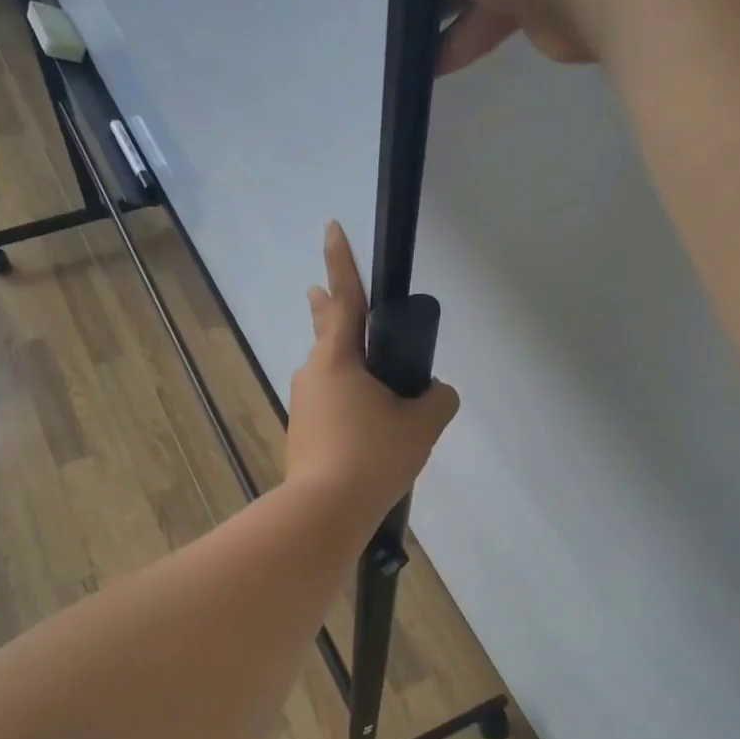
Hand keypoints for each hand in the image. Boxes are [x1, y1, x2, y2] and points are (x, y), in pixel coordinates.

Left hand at [286, 223, 458, 522]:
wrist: (325, 512)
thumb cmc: (373, 457)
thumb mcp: (421, 425)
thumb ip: (437, 400)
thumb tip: (435, 395)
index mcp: (339, 360)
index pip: (345, 299)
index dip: (341, 260)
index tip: (331, 226)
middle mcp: (313, 374)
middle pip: (326, 332)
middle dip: (326, 307)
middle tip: (319, 290)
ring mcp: (303, 406)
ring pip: (328, 373)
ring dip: (343, 364)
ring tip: (369, 378)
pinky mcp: (302, 433)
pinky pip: (329, 405)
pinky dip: (346, 401)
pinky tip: (363, 427)